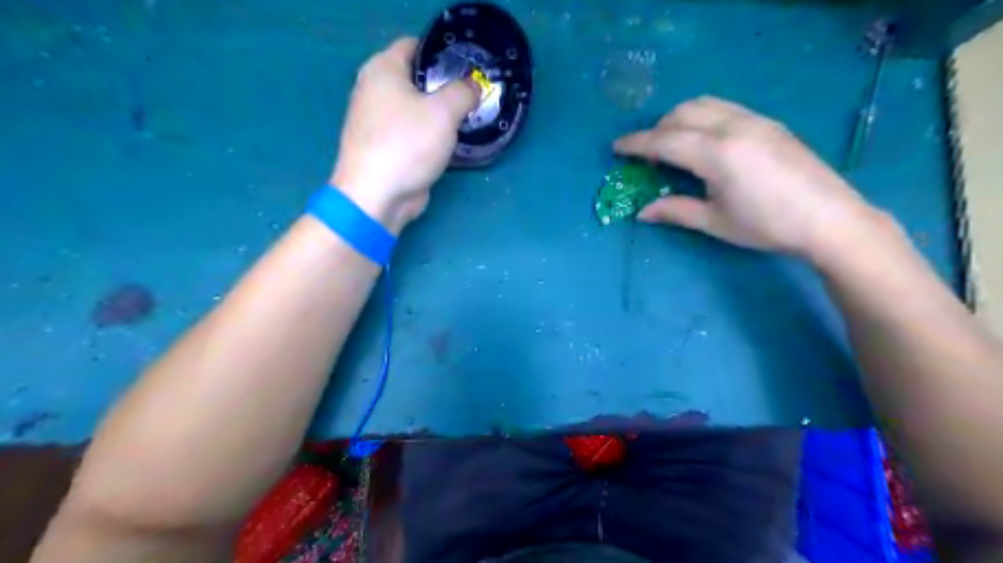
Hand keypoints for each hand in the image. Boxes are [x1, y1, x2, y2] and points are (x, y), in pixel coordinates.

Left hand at [333, 36, 478, 233]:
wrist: (377, 196)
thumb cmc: (407, 144)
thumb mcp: (444, 112)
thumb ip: (463, 92)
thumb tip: (472, 86)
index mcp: (382, 69)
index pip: (415, 45)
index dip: (443, 52)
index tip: (469, 67)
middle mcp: (375, 90)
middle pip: (417, 78)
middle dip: (446, 85)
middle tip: (474, 94)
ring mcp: (379, 121)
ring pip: (417, 108)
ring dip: (440, 113)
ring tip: (469, 117)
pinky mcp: (386, 147)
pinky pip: (414, 131)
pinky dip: (431, 134)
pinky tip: (451, 141)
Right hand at [612, 97, 883, 260]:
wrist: (829, 219)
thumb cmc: (767, 226)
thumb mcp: (715, 222)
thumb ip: (675, 211)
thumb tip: (642, 212)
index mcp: (717, 154)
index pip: (665, 141)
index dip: (636, 144)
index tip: (616, 147)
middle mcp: (733, 127)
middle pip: (682, 113)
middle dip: (657, 129)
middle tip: (646, 154)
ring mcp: (754, 120)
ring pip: (704, 104)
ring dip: (679, 118)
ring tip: (672, 143)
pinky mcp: (769, 123)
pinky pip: (724, 108)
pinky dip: (702, 117)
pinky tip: (704, 140)